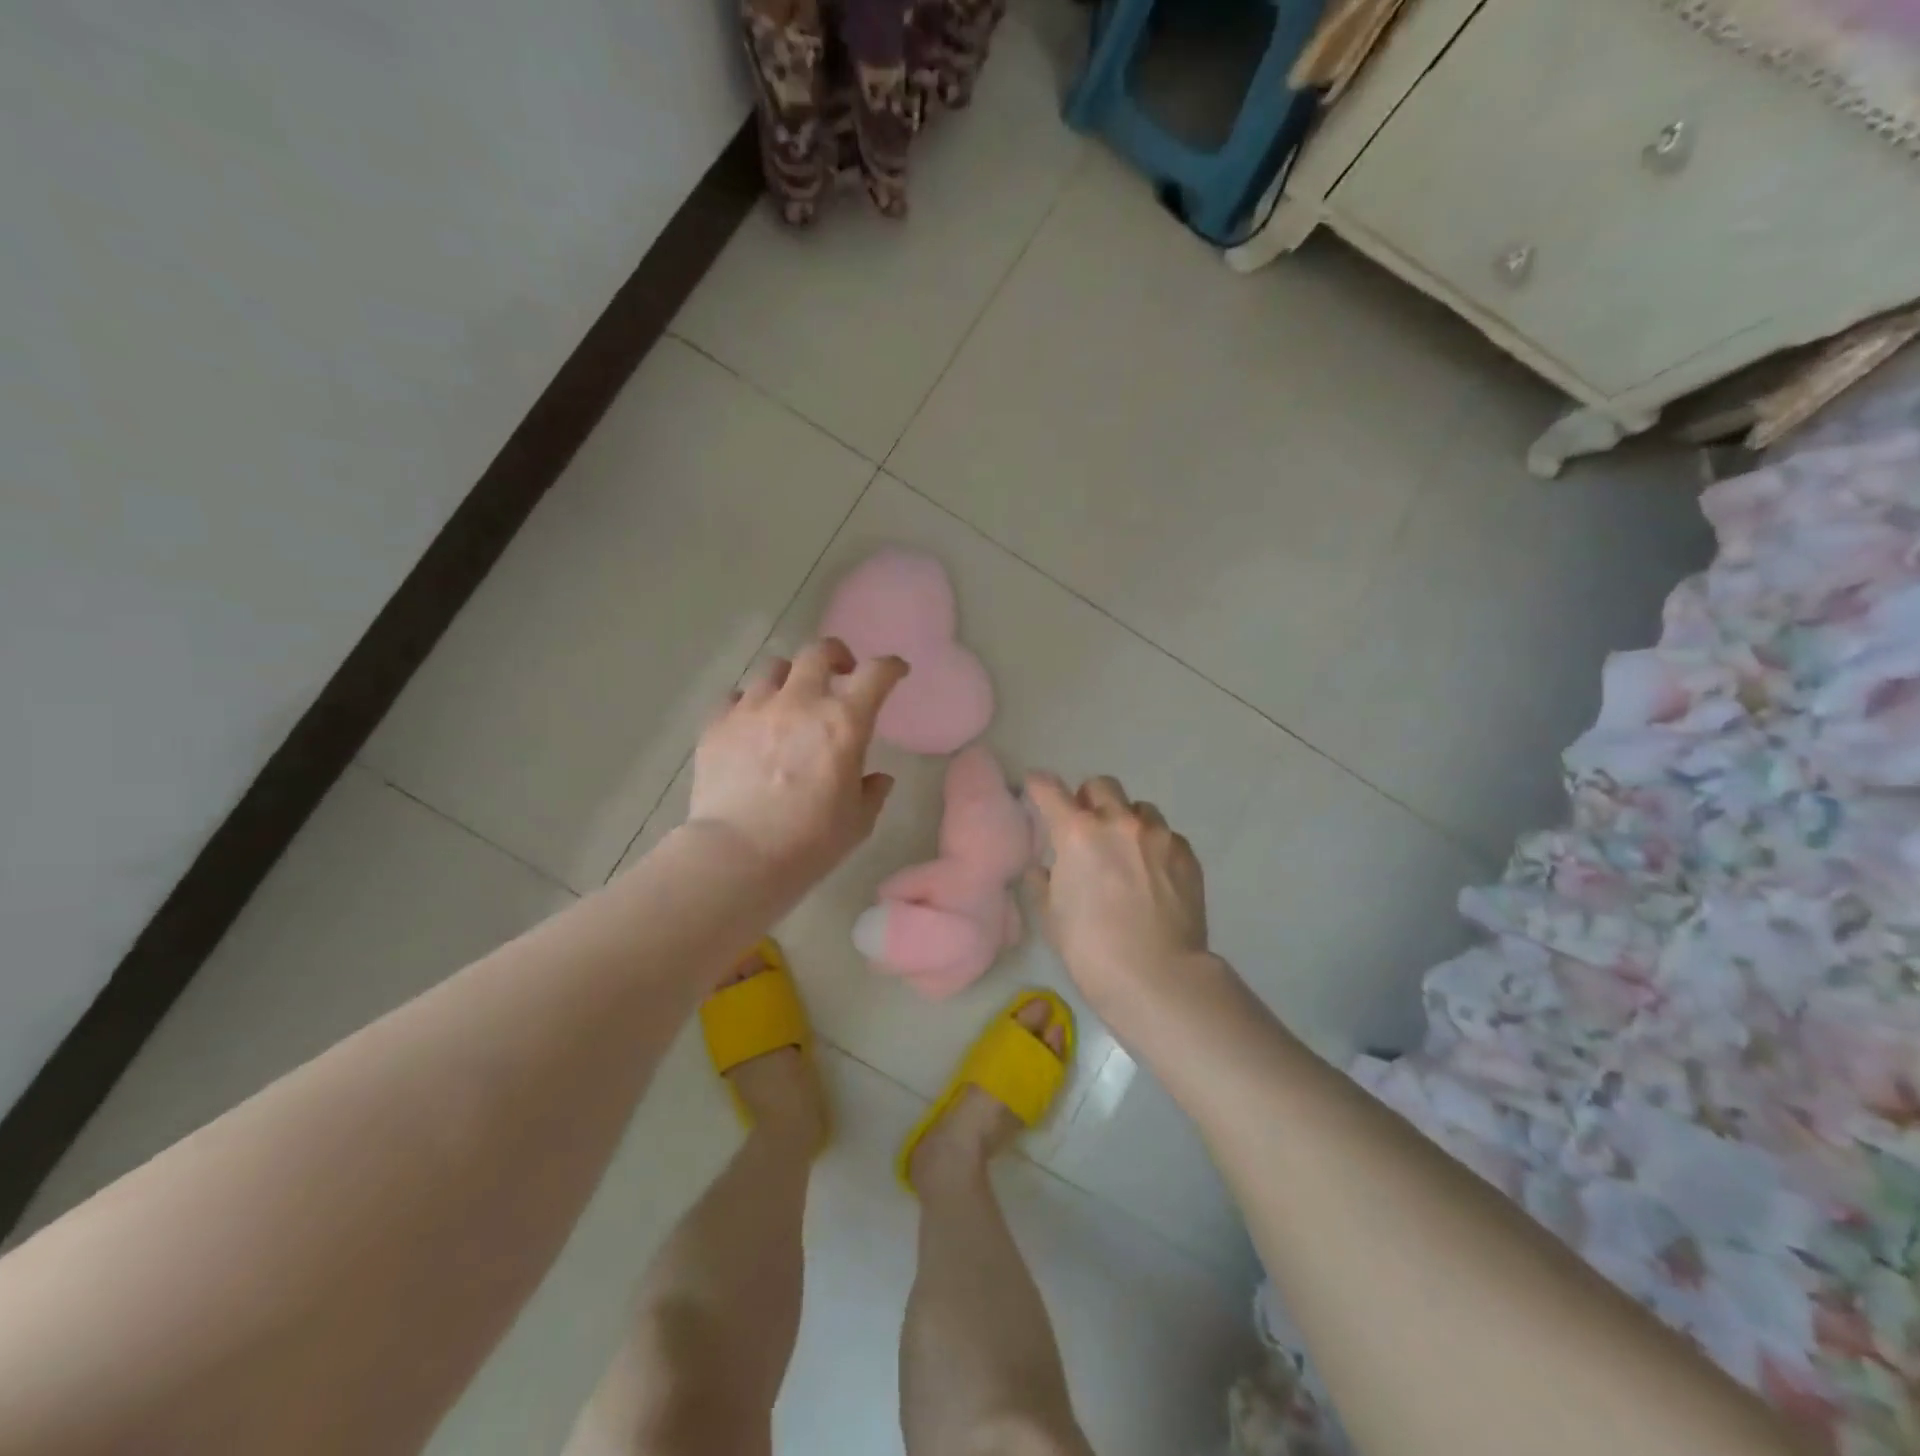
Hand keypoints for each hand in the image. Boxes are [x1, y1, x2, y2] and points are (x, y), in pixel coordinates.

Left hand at [688, 638, 907, 881]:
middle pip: (818, 652)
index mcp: (843, 722)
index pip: (876, 674)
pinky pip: (735, 697)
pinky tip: (750, 725)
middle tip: (840, 673)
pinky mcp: (717, 724)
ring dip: (790, 678)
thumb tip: (877, 779)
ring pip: (774, 668)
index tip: (896, 671)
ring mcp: (754, 709)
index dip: (891, 666)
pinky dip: (749, 704)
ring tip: (790, 700)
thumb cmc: (809, 842)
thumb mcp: (857, 822)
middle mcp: (799, 702)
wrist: (737, 855)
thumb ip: (872, 792)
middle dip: (835, 655)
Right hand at [1025, 773, 1210, 1018]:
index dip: (1038, 785)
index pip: (1049, 789)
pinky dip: (1154, 847)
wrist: (1157, 977)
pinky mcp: (1186, 854)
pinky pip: (1167, 836)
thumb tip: (1043, 870)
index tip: (1034, 787)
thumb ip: (1045, 883)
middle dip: (1089, 799)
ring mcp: (1158, 835)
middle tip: (1087, 827)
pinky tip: (1153, 877)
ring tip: (1127, 853)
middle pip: (1101, 785)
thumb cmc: (1091, 950)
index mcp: (1077, 833)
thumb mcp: (1053, 917)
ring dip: (1127, 821)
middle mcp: (1118, 822)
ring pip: (1139, 808)